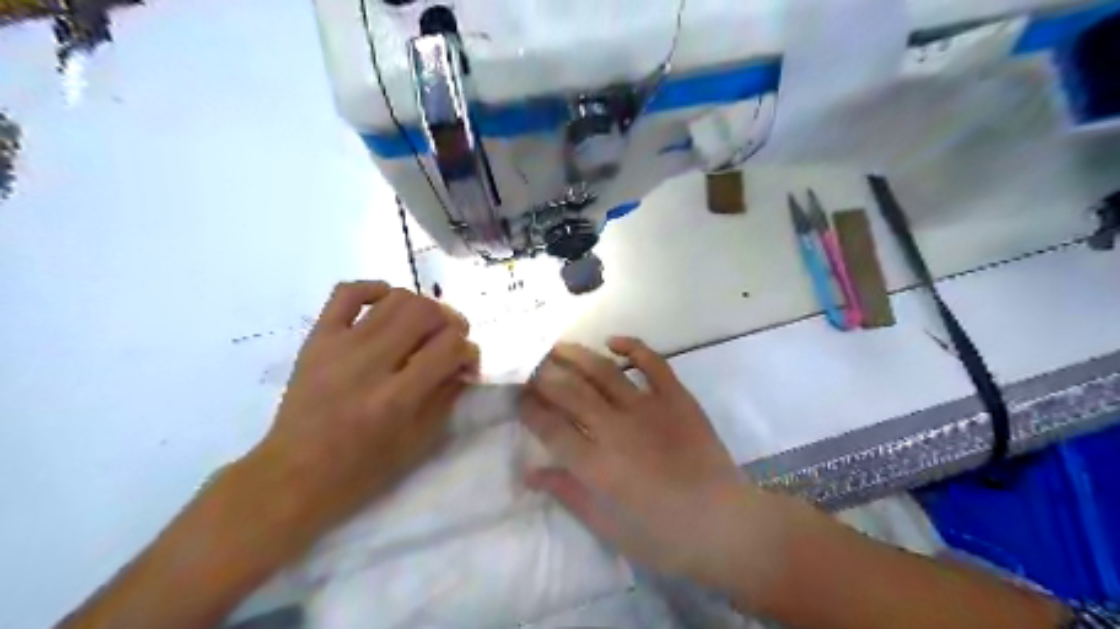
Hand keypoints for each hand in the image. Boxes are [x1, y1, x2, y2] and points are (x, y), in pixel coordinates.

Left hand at [248, 280, 474, 541]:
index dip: (469, 350)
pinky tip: (387, 302)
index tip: (467, 361)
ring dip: (422, 306)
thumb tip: (463, 364)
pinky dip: (374, 289)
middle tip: (451, 339)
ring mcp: (340, 346)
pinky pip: (347, 293)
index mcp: (396, 398)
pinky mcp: (318, 339)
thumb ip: (446, 397)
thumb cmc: (360, 468)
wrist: (294, 474)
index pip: (449, 348)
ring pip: (396, 299)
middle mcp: (370, 364)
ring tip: (423, 326)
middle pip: (426, 313)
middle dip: (450, 322)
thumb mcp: (416, 443)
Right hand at [521, 340, 764, 589]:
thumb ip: (567, 493)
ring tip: (557, 346)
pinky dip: (633, 347)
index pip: (550, 427)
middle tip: (530, 365)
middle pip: (569, 392)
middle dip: (544, 375)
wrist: (724, 524)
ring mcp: (647, 408)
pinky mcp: (676, 398)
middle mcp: (615, 429)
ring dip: (576, 355)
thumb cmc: (662, 536)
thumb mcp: (607, 526)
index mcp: (596, 465)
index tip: (519, 397)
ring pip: (603, 371)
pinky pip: (653, 363)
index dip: (529, 409)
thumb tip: (529, 473)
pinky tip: (613, 341)